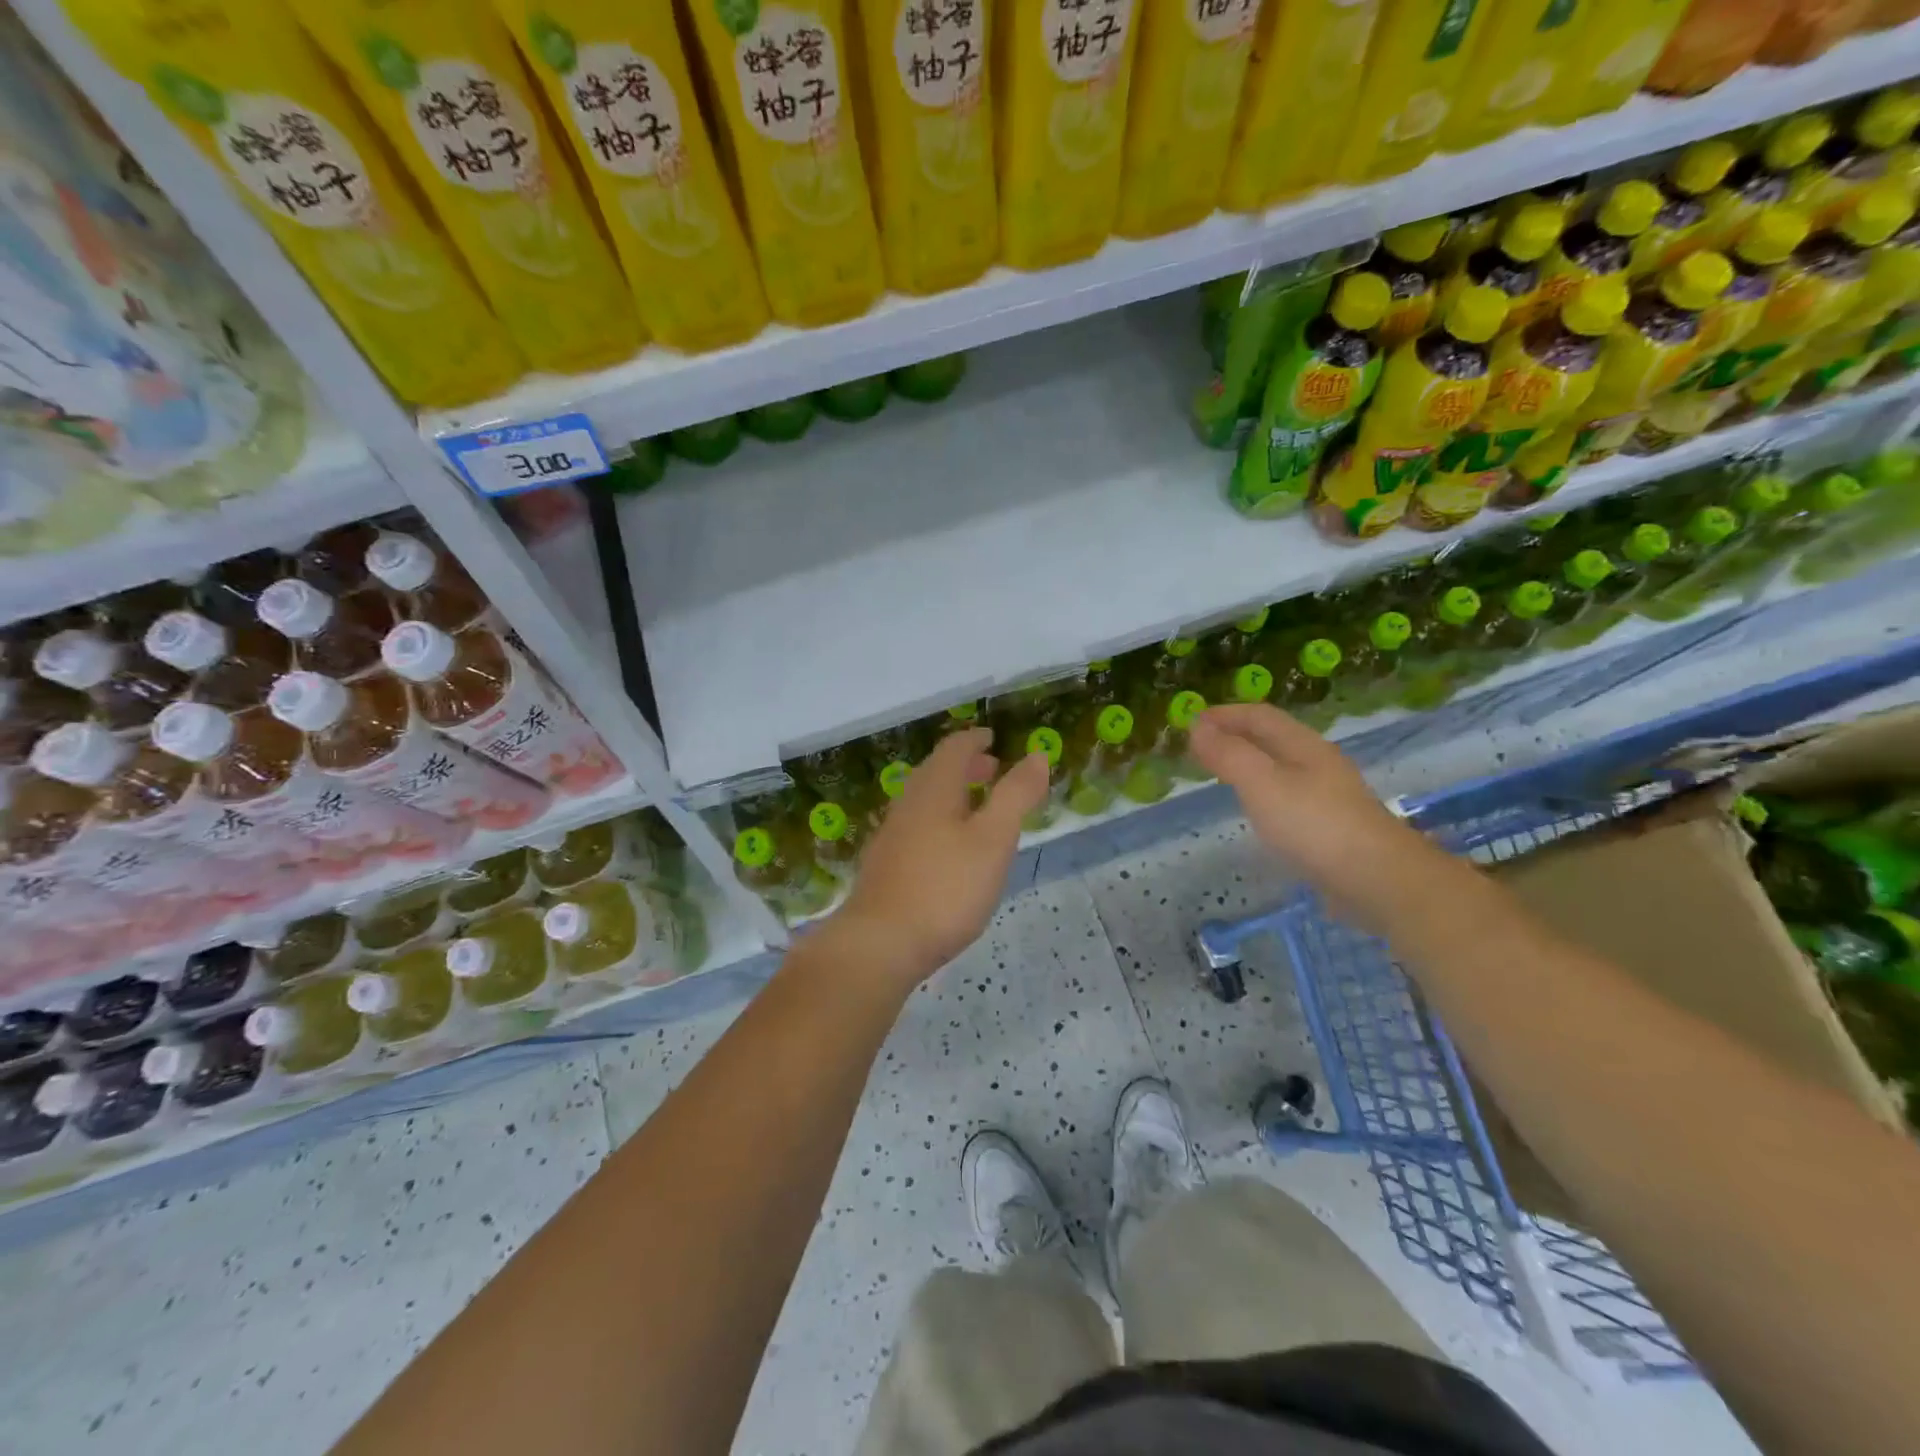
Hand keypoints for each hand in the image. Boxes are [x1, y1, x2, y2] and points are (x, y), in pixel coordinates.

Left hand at [829, 728, 1050, 989]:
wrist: (881, 942)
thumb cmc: (946, 887)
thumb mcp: (994, 839)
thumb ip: (1016, 795)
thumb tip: (1037, 755)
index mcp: (934, 789)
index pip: (953, 749)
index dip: (974, 740)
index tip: (991, 738)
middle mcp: (908, 804)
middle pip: (935, 772)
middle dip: (964, 766)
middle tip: (991, 769)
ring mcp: (892, 835)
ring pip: (924, 800)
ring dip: (951, 794)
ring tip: (976, 808)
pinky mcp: (885, 865)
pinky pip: (916, 825)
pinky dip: (939, 819)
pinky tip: (949, 849)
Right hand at [1190, 704, 1430, 925]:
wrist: (1378, 880)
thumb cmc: (1314, 825)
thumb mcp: (1262, 783)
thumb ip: (1229, 754)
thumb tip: (1198, 726)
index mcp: (1303, 745)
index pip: (1260, 715)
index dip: (1224, 714)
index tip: (1190, 722)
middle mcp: (1318, 763)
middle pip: (1272, 738)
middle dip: (1235, 735)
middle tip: (1199, 748)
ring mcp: (1328, 795)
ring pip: (1280, 766)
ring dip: (1248, 763)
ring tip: (1220, 774)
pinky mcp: (1330, 826)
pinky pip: (1288, 795)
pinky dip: (1262, 791)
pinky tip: (1256, 811)